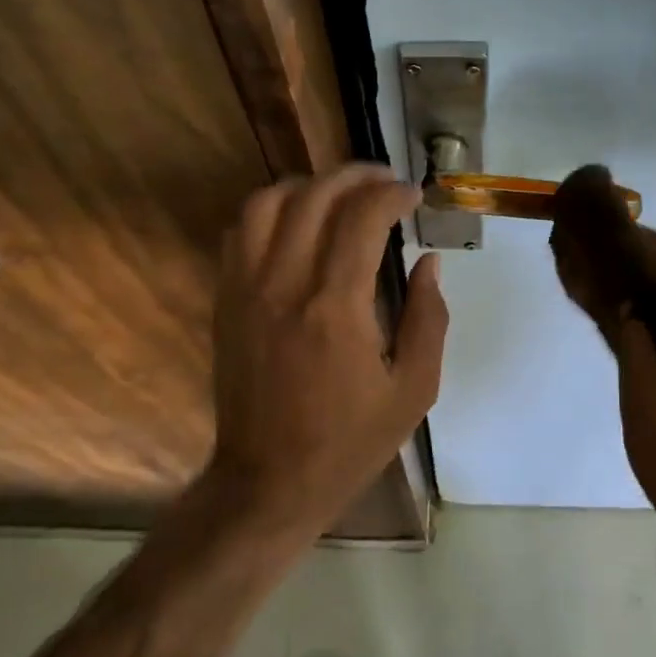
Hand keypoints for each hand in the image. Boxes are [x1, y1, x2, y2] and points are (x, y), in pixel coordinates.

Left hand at [207, 164, 447, 536]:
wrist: (268, 481)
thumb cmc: (349, 442)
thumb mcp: (413, 392)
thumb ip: (428, 319)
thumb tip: (429, 263)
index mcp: (336, 309)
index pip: (362, 218)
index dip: (391, 194)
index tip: (412, 196)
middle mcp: (285, 285)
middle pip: (314, 196)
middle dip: (355, 175)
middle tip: (384, 181)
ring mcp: (246, 290)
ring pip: (267, 202)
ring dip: (308, 185)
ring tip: (339, 194)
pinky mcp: (225, 301)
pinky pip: (240, 232)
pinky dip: (270, 210)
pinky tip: (296, 222)